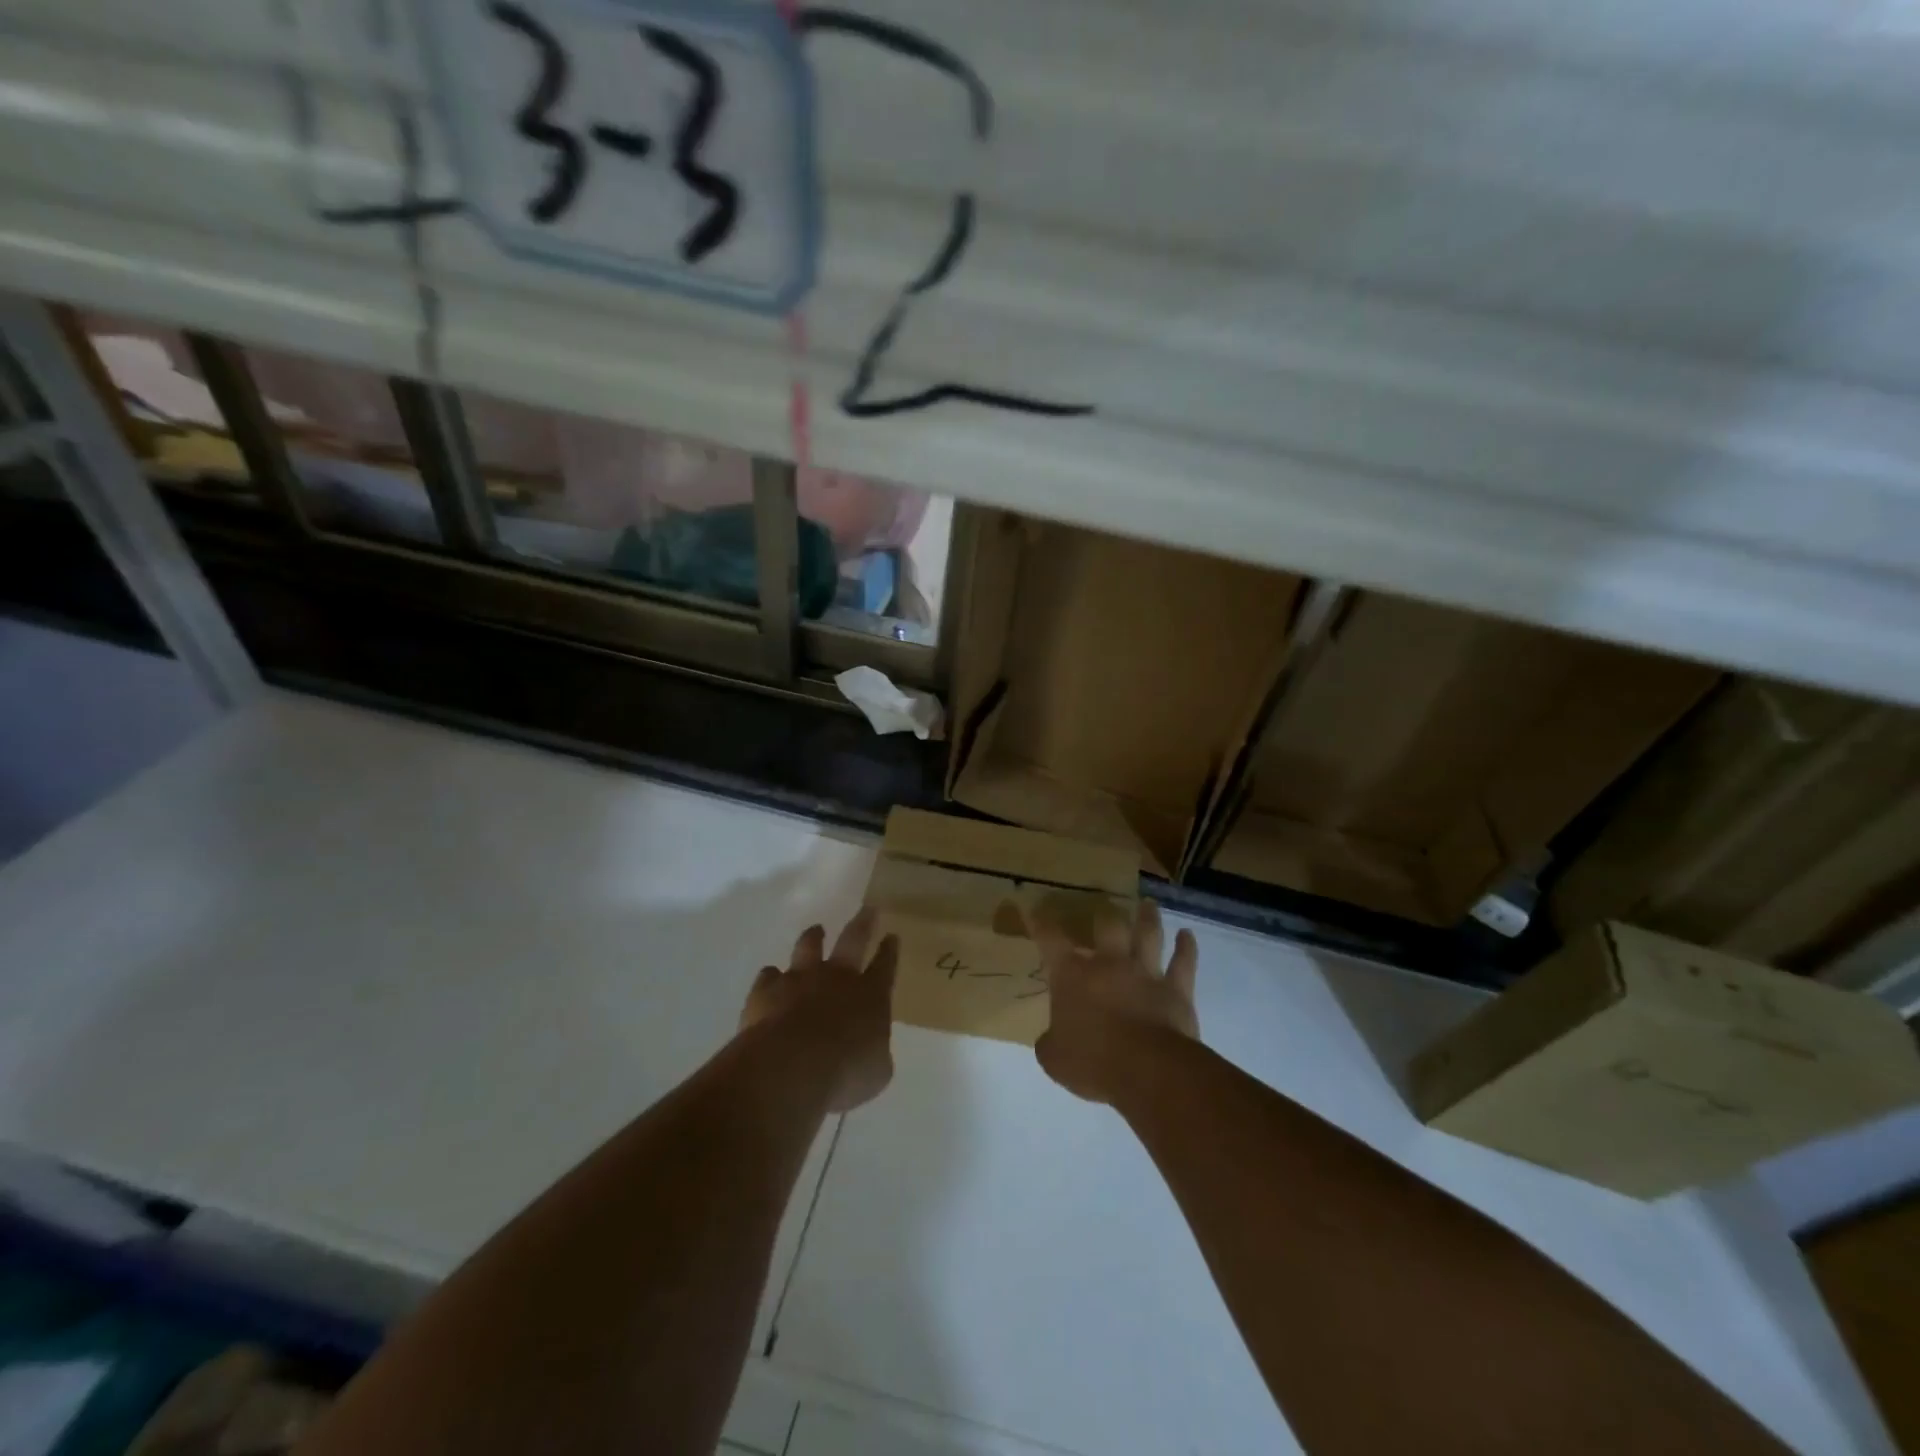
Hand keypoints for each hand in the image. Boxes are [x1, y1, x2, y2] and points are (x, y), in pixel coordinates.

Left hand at [742, 909, 897, 1112]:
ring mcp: (799, 980)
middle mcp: (837, 978)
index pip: (885, 965)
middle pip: (853, 940)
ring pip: (808, 947)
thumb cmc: (845, 1073)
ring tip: (816, 931)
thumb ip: (874, 1054)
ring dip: (813, 938)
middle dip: (863, 923)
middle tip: (868, 909)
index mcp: (870, 995)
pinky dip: (771, 978)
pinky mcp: (766, 991)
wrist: (790, 1068)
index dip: (890, 950)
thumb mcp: (876, 1071)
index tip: (892, 936)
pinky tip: (770, 980)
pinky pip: (769, 976)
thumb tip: (869, 1050)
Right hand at [1028, 899, 1198, 1105]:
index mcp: (1072, 976)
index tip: (1035, 909)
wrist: (1148, 1070)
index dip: (1041, 923)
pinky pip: (1183, 962)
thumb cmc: (1093, 1062)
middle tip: (1104, 906)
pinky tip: (1187, 935)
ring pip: (1148, 935)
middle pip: (1107, 926)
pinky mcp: (1176, 989)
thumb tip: (1050, 1039)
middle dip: (1104, 914)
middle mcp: (1109, 964)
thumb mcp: (1055, 1059)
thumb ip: (1050, 1042)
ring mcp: (1145, 973)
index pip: (1051, 940)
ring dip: (1147, 918)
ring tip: (1148, 904)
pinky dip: (1187, 947)